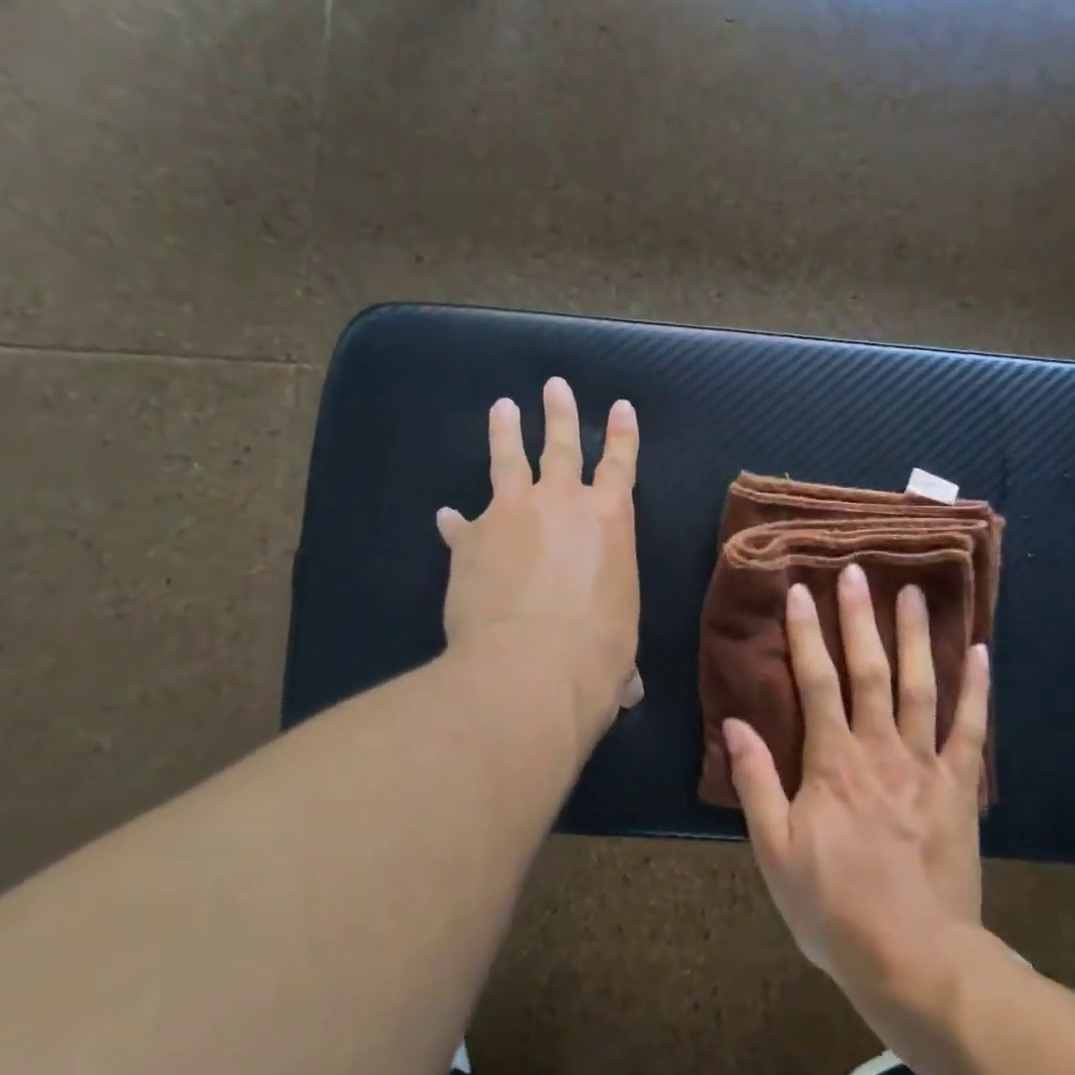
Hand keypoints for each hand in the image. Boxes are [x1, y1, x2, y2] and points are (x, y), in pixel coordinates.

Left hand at [437, 377, 642, 752]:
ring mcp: (511, 514)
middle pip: (561, 446)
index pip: (621, 464)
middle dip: (560, 414)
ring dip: (505, 432)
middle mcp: (562, 503)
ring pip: (508, 460)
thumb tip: (629, 689)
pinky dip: (456, 521)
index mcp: (611, 520)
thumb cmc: (597, 654)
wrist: (530, 668)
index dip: (622, 434)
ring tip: (502, 407)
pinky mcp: (470, 538)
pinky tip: (445, 515)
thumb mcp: (620, 646)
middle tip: (554, 385)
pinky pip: (462, 522)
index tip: (620, 406)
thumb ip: (619, 652)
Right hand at [725, 565, 990, 1000]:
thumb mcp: (775, 851)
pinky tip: (981, 652)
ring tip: (914, 593)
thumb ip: (756, 783)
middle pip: (869, 671)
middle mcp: (879, 749)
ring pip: (920, 686)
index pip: (816, 682)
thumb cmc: (834, 908)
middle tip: (858, 570)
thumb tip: (736, 723)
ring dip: (916, 636)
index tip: (801, 590)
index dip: (807, 634)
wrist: (914, 959)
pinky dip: (977, 690)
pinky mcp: (959, 787)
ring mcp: (925, 764)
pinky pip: (971, 729)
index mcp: (831, 762)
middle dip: (860, 618)